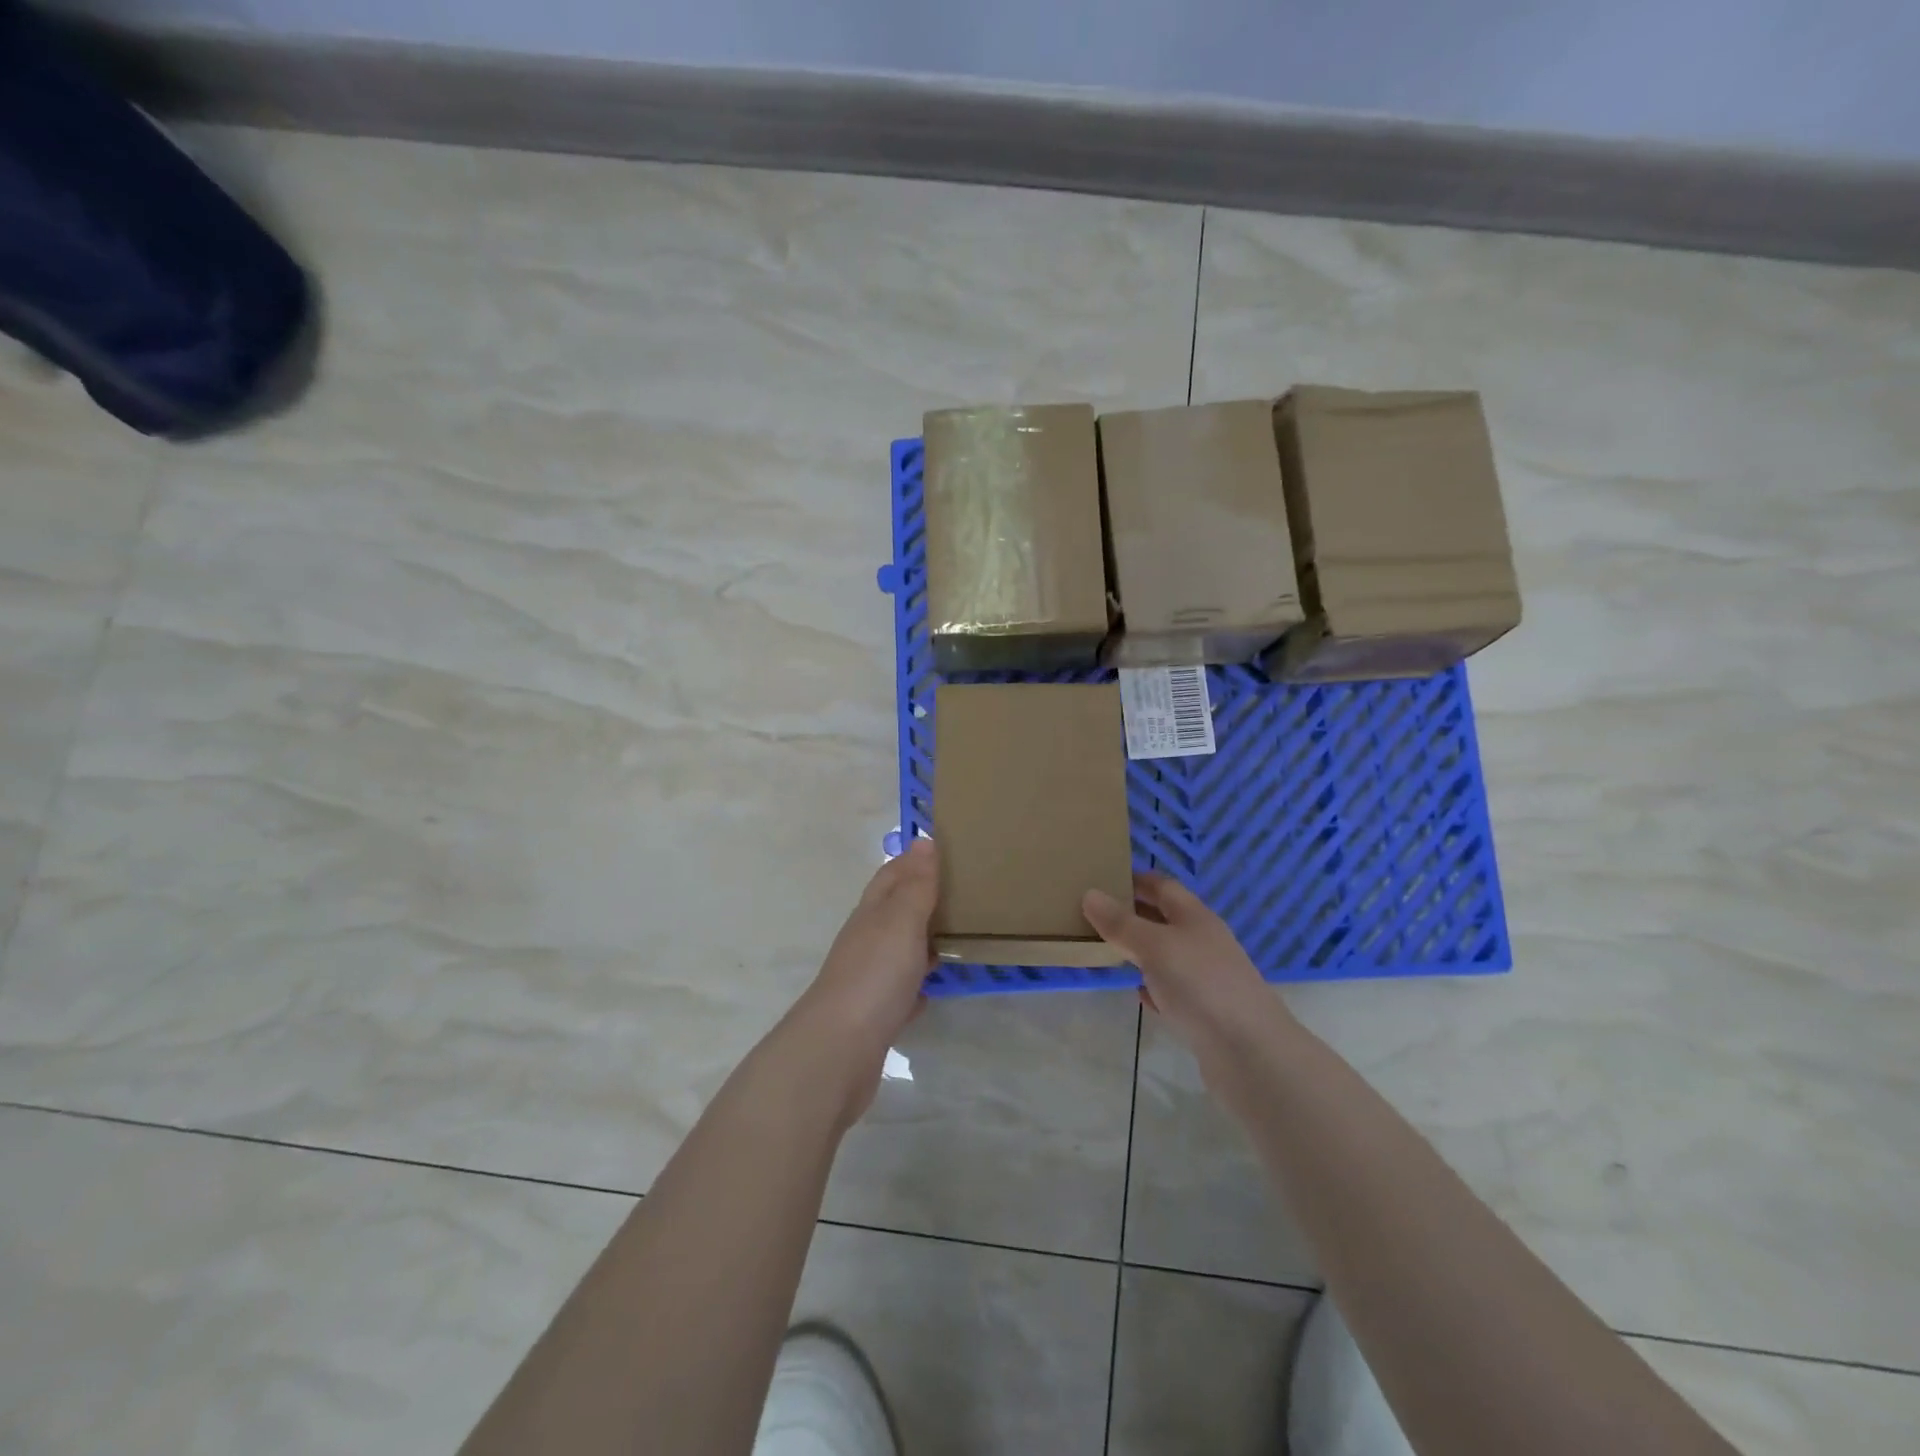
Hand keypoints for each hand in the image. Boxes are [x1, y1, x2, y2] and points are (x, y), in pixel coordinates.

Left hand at [786, 839, 938, 1120]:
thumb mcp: (900, 922)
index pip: (891, 875)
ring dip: (923, 939)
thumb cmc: (874, 976)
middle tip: (963, 891)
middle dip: (922, 897)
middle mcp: (866, 940)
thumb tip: (924, 841)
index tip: (944, 848)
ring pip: (899, 949)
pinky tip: (936, 987)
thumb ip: (915, 886)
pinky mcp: (876, 1015)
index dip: (913, 860)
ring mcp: (869, 978)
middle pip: (894, 910)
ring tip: (959, 934)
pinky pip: (902, 990)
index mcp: (871, 914)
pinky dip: (919, 983)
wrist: (838, 1051)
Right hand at [1083, 873, 1294, 1058]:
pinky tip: (1138, 994)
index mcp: (1195, 916)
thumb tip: (1090, 894)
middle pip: (1164, 919)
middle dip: (1132, 914)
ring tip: (1106, 950)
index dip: (1134, 879)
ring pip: (1167, 955)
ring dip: (1139, 951)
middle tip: (1093, 915)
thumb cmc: (1200, 984)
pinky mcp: (1206, 1011)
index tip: (1103, 879)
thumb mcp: (1153, 946)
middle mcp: (1203, 941)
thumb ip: (1121, 923)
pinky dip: (1154, 987)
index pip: (1162, 886)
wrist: (1250, 1053)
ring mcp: (1207, 977)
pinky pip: (1173, 990)